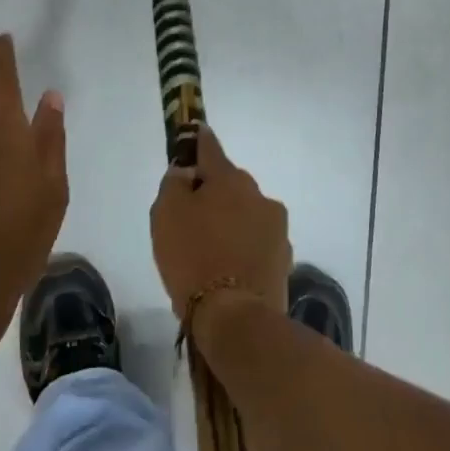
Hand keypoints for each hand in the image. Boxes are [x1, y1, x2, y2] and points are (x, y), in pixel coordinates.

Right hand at [151, 126, 291, 321]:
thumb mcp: (165, 215)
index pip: (210, 148)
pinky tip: (227, 269)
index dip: (198, 141)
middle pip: (230, 184)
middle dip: (213, 192)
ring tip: (209, 250)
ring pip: (246, 214)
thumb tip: (186, 172)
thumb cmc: (193, 257)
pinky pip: (256, 242)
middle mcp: (259, 195)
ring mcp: (276, 228)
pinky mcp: (283, 259)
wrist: (236, 318)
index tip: (195, 132)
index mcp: (230, 179)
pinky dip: (242, 247)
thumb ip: (174, 184)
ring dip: (230, 221)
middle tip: (190, 217)